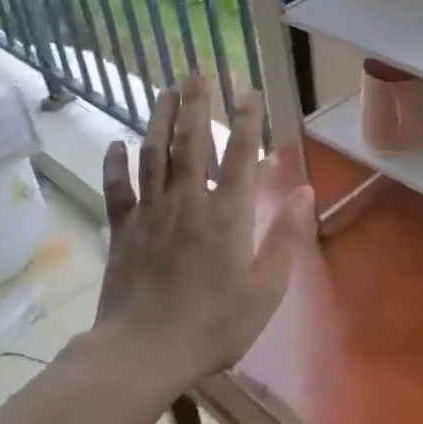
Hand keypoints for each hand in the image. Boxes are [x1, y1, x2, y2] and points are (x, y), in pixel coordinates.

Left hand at [89, 75, 314, 390]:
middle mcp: (189, 201)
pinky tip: (116, 144)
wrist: (143, 351)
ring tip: (165, 91)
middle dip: (198, 104)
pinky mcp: (122, 230)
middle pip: (192, 142)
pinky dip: (116, 164)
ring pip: (155, 154)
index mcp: (228, 214)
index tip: (247, 89)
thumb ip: (286, 237)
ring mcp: (151, 212)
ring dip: (161, 120)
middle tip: (197, 72)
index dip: (246, 119)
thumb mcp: (266, 289)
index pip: (240, 154)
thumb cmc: (214, 324)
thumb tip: (306, 192)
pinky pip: (118, 189)